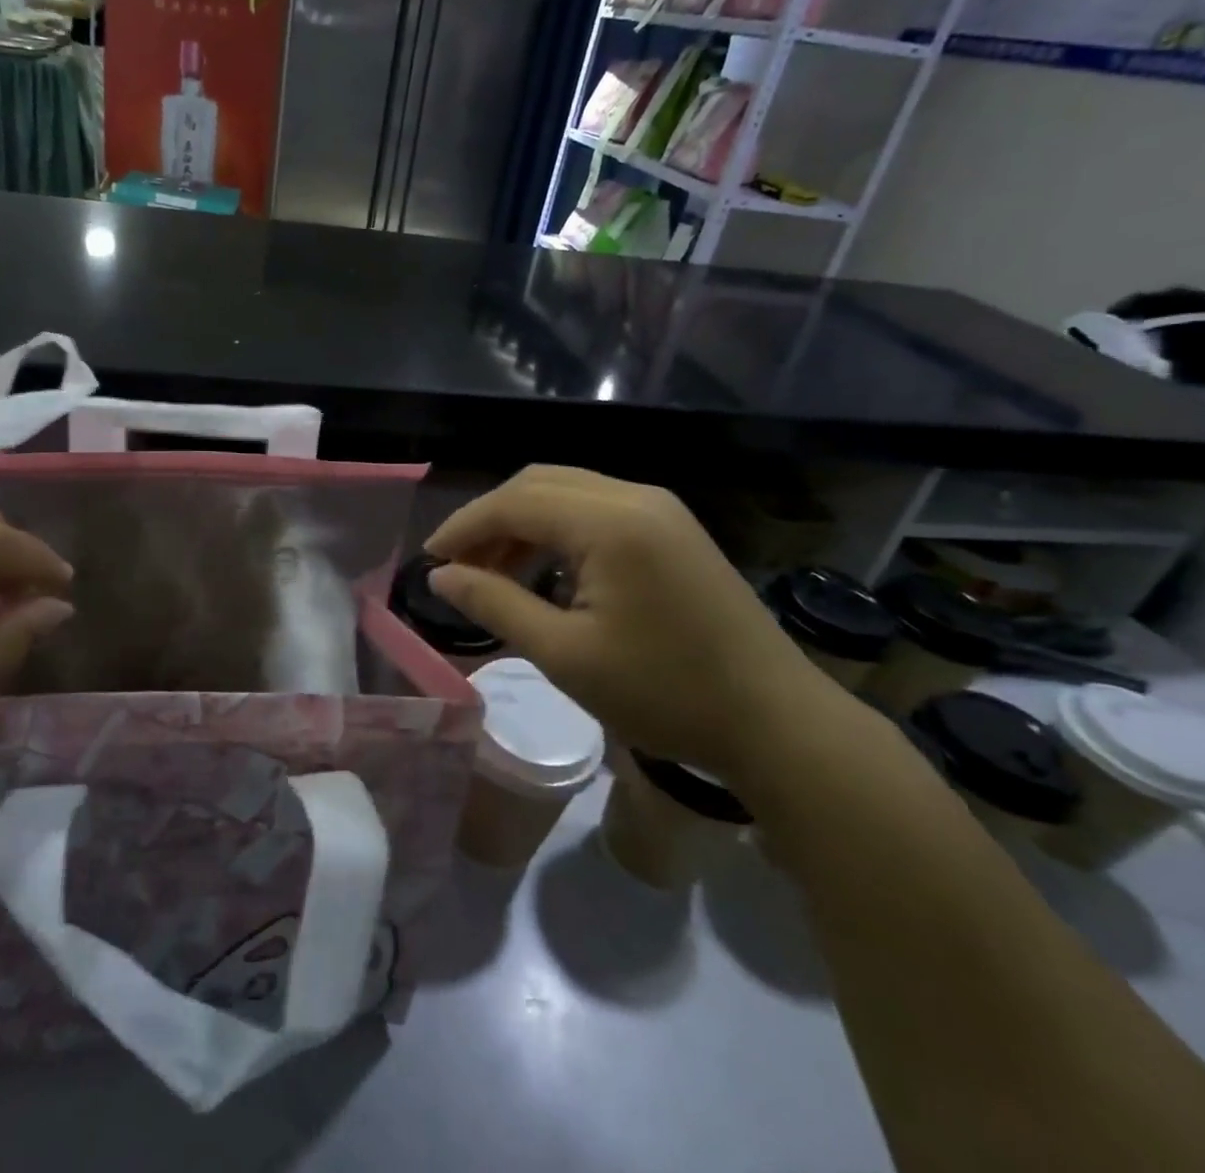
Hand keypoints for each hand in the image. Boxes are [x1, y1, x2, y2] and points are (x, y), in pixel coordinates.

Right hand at [425, 466, 844, 776]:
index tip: (429, 561)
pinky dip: (558, 530)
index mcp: (611, 521)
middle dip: (491, 519)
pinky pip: (598, 509)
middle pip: (540, 483)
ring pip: (569, 492)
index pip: (515, 501)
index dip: (463, 526)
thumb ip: (495, 604)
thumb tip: (440, 577)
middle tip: (460, 567)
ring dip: (524, 523)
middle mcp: (636, 497)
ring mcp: (661, 509)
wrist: (775, 721)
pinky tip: (546, 571)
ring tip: (495, 573)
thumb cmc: (664, 693)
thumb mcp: (565, 655)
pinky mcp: (674, 529)